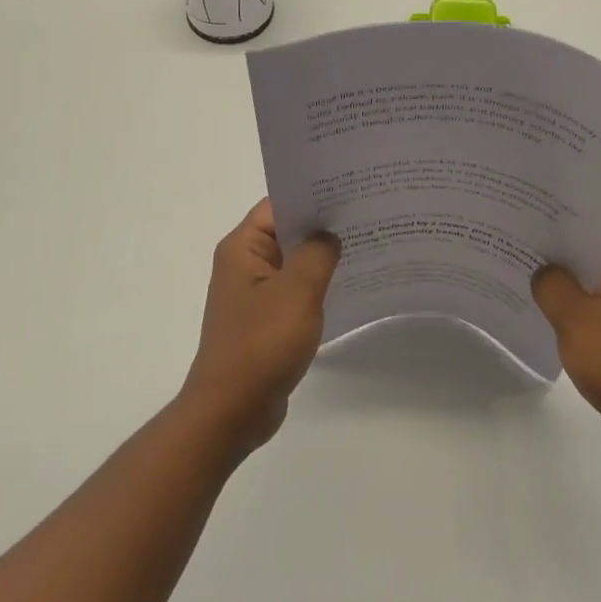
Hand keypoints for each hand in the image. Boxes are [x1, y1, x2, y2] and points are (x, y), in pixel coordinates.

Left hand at [182, 199, 341, 454]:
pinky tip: (348, 286)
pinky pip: (294, 291)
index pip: (278, 205)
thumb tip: (328, 234)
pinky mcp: (265, 320)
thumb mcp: (297, 291)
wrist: (233, 410)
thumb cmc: (262, 343)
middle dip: (323, 226)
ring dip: (322, 258)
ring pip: (293, 263)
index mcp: (242, 248)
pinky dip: (316, 286)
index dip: (312, 196)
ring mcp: (254, 294)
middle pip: (287, 232)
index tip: (350, 191)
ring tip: (366, 246)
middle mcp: (243, 264)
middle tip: (367, 216)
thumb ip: (317, 253)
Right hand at [531, 245, 600, 463]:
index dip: (551, 232)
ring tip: (512, 281)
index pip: (586, 235)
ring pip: (582, 292)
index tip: (517, 229)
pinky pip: (586, 319)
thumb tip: (539, 270)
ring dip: (555, 294)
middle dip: (548, 263)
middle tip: (505, 252)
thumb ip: (551, 285)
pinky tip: (535, 318)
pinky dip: (565, 320)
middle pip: (583, 262)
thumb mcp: (578, 319)